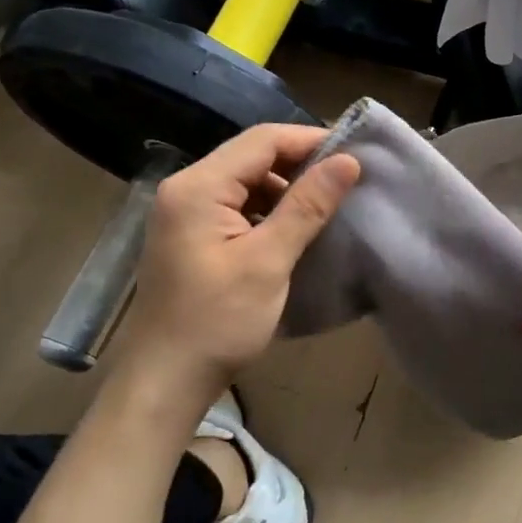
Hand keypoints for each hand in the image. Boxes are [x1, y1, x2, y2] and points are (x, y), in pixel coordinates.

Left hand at [123, 124, 359, 384]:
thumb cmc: (218, 321)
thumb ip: (307, 205)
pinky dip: (269, 211)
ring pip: (246, 183)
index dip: (310, 141)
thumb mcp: (268, 261)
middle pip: (252, 158)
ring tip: (329, 205)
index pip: (261, 141)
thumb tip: (348, 161)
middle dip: (300, 164)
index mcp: (198, 187)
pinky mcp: (192, 237)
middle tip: (347, 181)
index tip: (355, 154)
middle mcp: (185, 189)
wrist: (165, 381)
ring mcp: (185, 214)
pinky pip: (237, 207)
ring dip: (286, 189)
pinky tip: (296, 229)